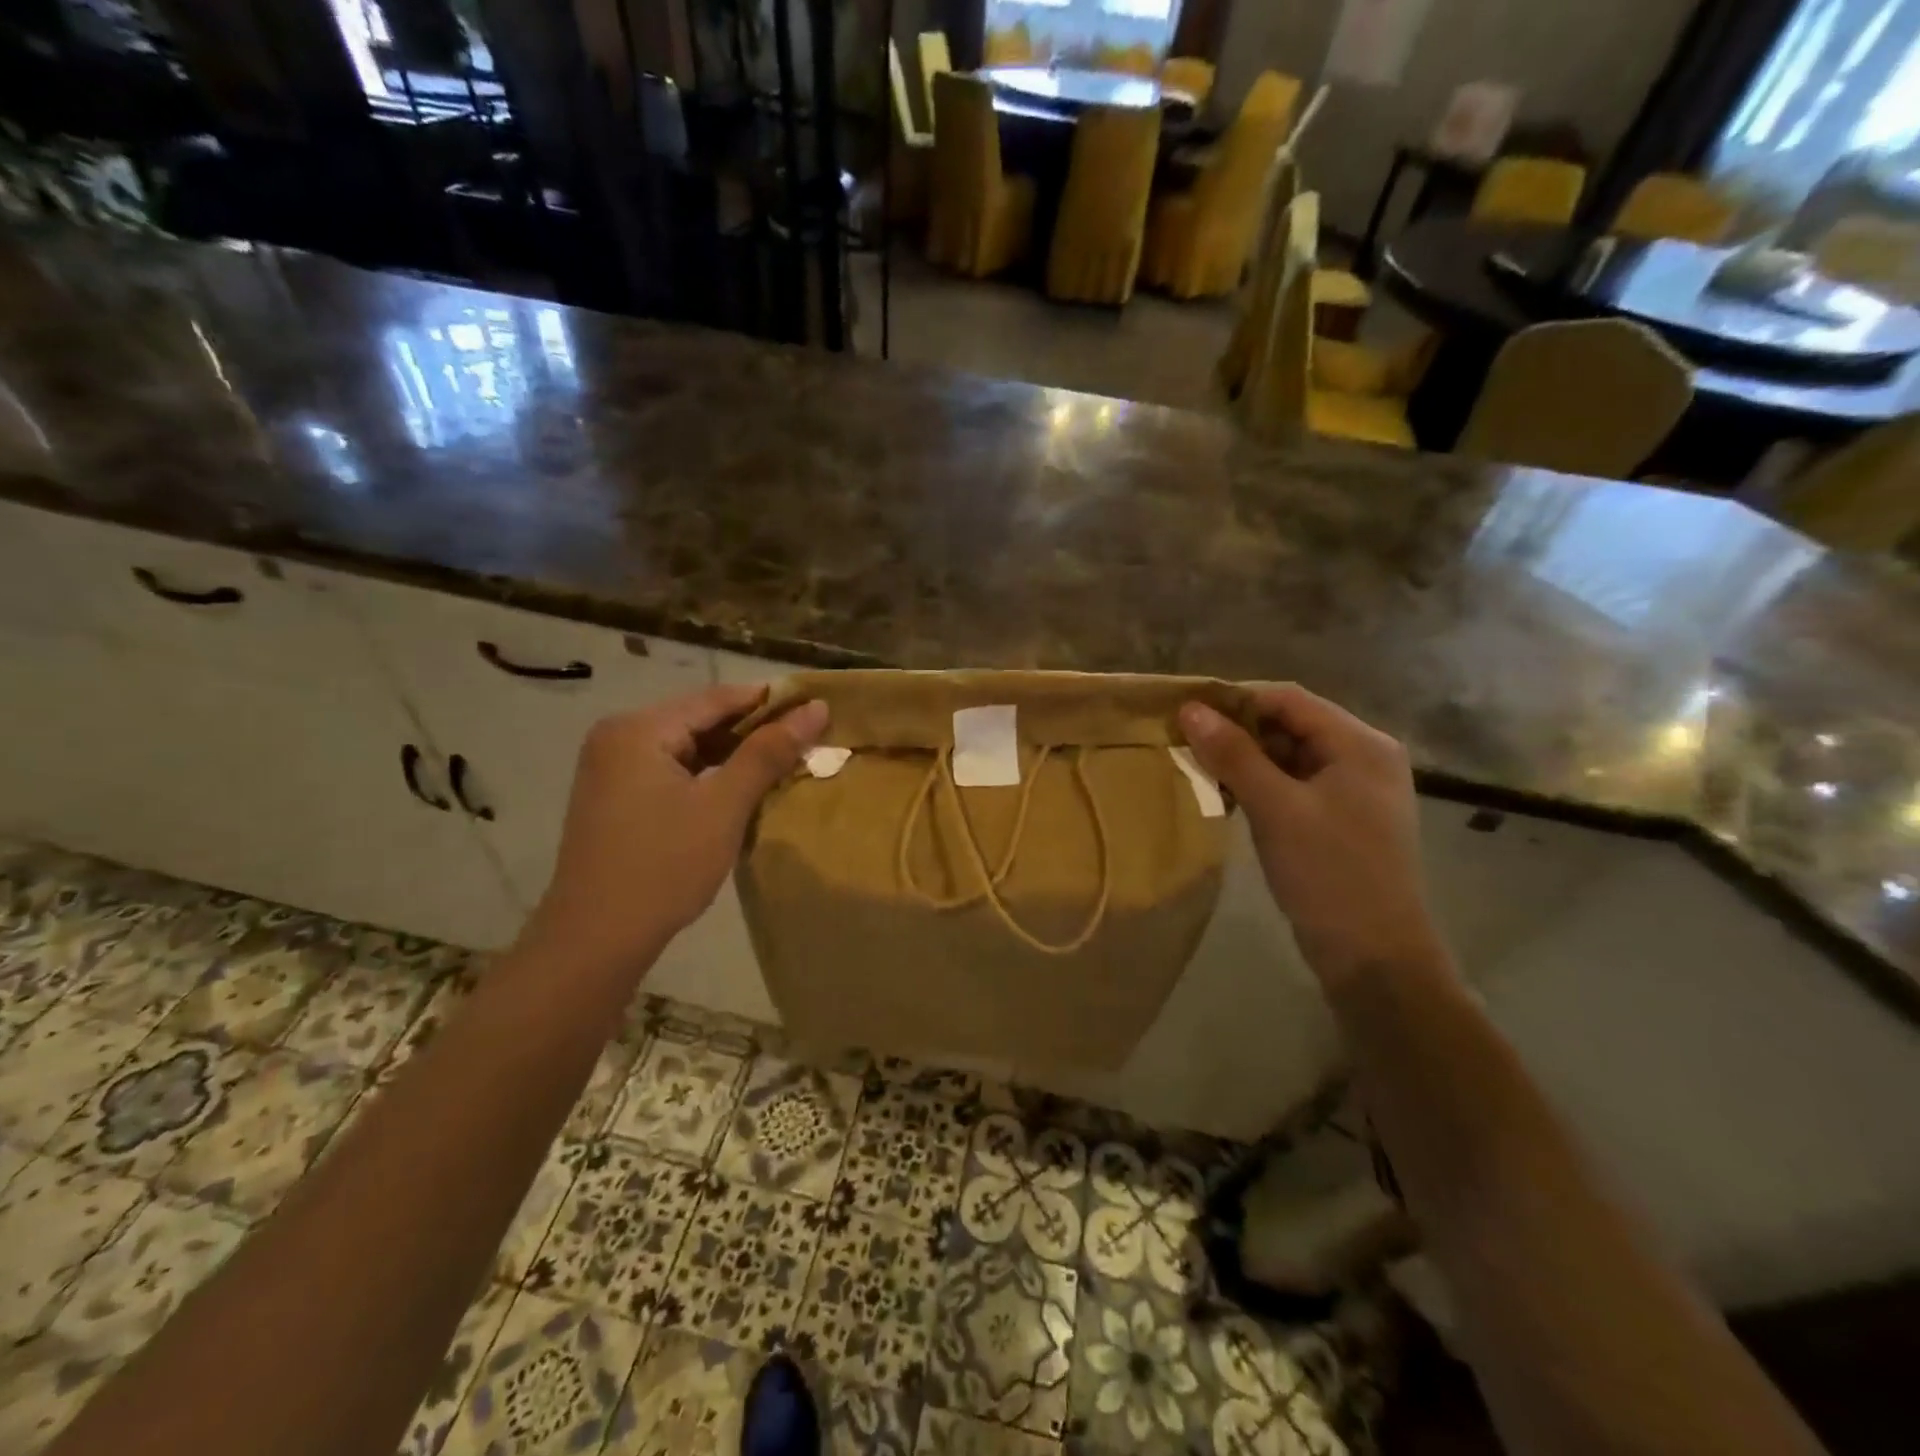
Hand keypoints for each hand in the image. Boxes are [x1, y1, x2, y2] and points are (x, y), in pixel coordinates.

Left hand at [520, 685, 827, 978]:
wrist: (595, 940)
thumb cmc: (663, 866)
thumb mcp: (724, 806)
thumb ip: (768, 752)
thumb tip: (816, 708)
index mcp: (638, 729)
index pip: (717, 698)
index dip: (770, 701)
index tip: (817, 706)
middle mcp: (619, 737)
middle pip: (700, 719)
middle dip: (754, 730)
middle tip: (807, 739)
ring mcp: (612, 768)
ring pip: (688, 747)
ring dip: (733, 754)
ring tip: (784, 762)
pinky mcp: (615, 797)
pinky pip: (672, 770)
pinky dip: (708, 775)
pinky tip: (741, 788)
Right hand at [1181, 686, 1442, 988]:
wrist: (1374, 956)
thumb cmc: (1329, 873)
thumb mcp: (1276, 809)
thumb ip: (1234, 755)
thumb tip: (1190, 709)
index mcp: (1361, 745)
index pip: (1290, 699)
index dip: (1236, 699)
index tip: (1187, 711)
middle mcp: (1363, 757)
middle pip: (1290, 725)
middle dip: (1238, 730)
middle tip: (1187, 742)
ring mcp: (1354, 790)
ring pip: (1289, 756)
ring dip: (1245, 759)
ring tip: (1199, 768)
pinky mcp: (1340, 818)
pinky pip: (1293, 785)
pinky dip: (1260, 784)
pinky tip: (1227, 796)